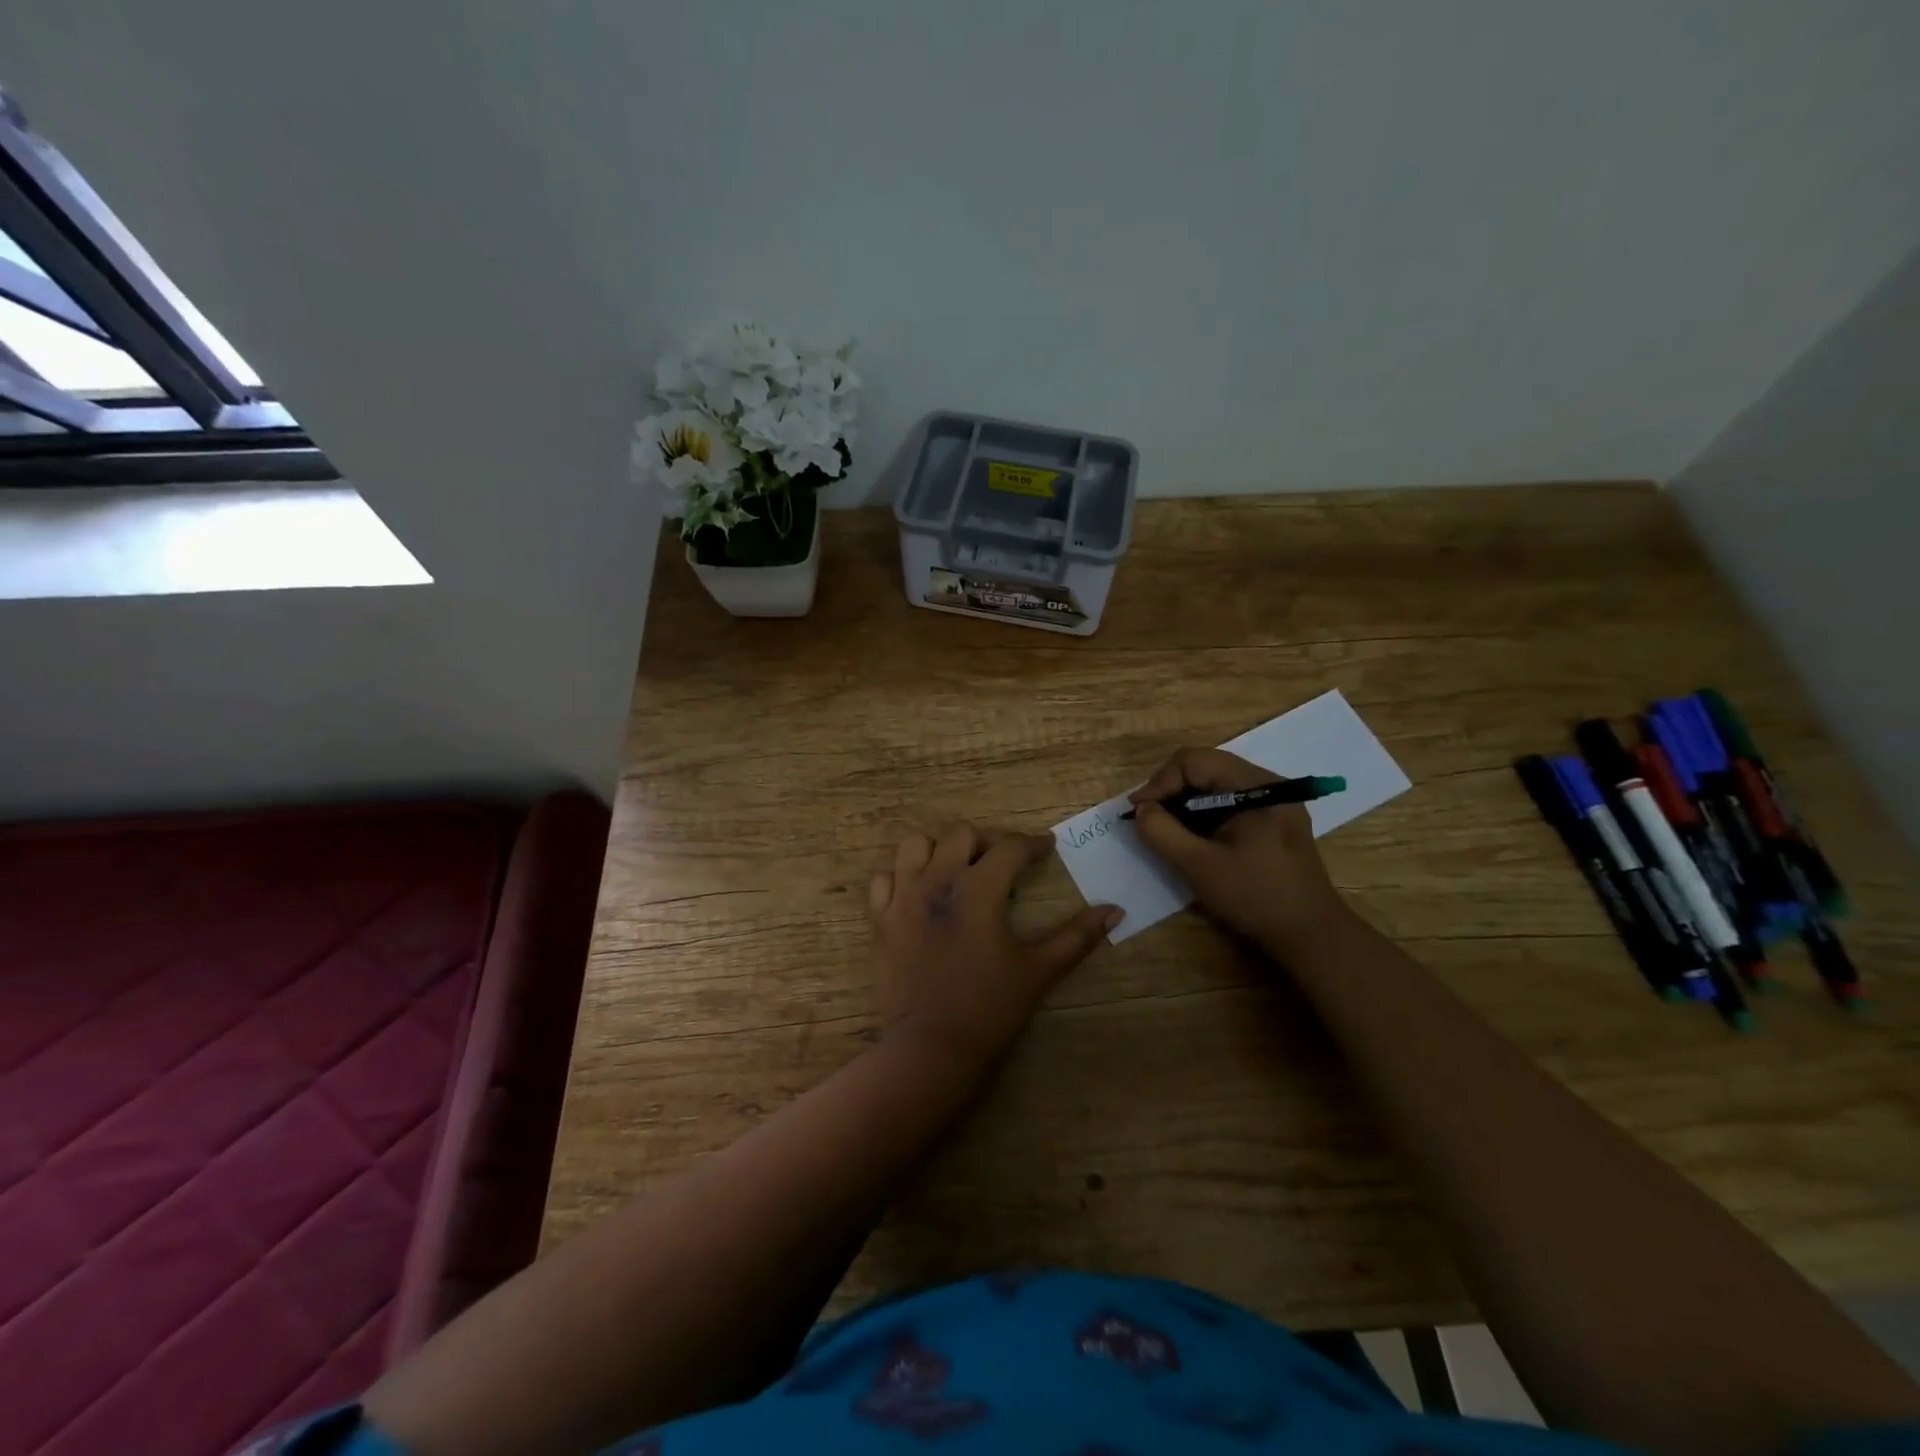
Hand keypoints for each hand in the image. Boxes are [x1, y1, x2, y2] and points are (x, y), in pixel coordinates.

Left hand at [869, 823, 1121, 1069]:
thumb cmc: (989, 1008)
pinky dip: (901, 876)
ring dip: (939, 849)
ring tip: (955, 870)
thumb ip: (1077, 936)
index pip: (1010, 848)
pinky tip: (917, 892)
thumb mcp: (1038, 970)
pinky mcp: (879, 919)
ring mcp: (902, 897)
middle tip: (1001, 865)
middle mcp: (937, 880)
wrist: (931, 1048)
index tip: (1045, 848)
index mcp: (978, 888)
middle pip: (961, 835)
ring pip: (916, 845)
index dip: (1033, 844)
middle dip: (986, 843)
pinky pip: (884, 878)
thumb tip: (1115, 911)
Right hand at [1128, 748, 1350, 957]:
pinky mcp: (1274, 820)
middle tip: (1148, 819)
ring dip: (1185, 802)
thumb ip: (1161, 832)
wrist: (1311, 935)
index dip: (1160, 782)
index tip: (1139, 812)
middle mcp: (1268, 783)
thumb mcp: (1198, 866)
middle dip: (1171, 790)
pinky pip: (1229, 801)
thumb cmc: (1255, 897)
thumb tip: (1141, 809)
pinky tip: (1193, 838)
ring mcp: (1274, 801)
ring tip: (1166, 829)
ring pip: (1215, 784)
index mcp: (1257, 786)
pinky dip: (1203, 813)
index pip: (1194, 761)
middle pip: (1205, 767)